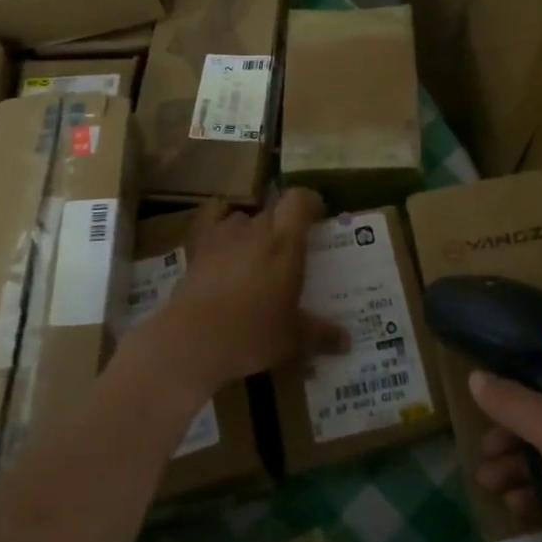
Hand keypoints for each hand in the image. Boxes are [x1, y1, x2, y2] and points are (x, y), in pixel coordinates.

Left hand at [138, 189, 348, 398]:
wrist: (193, 339)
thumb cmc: (252, 334)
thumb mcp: (293, 339)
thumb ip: (321, 334)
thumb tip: (347, 341)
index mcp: (286, 244)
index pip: (299, 201)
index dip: (309, 202)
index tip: (317, 216)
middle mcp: (257, 230)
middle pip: (273, 210)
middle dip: (283, 224)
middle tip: (288, 250)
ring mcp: (224, 235)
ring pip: (244, 217)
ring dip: (252, 228)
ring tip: (255, 253)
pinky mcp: (198, 246)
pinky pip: (211, 218)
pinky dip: (218, 218)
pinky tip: (222, 234)